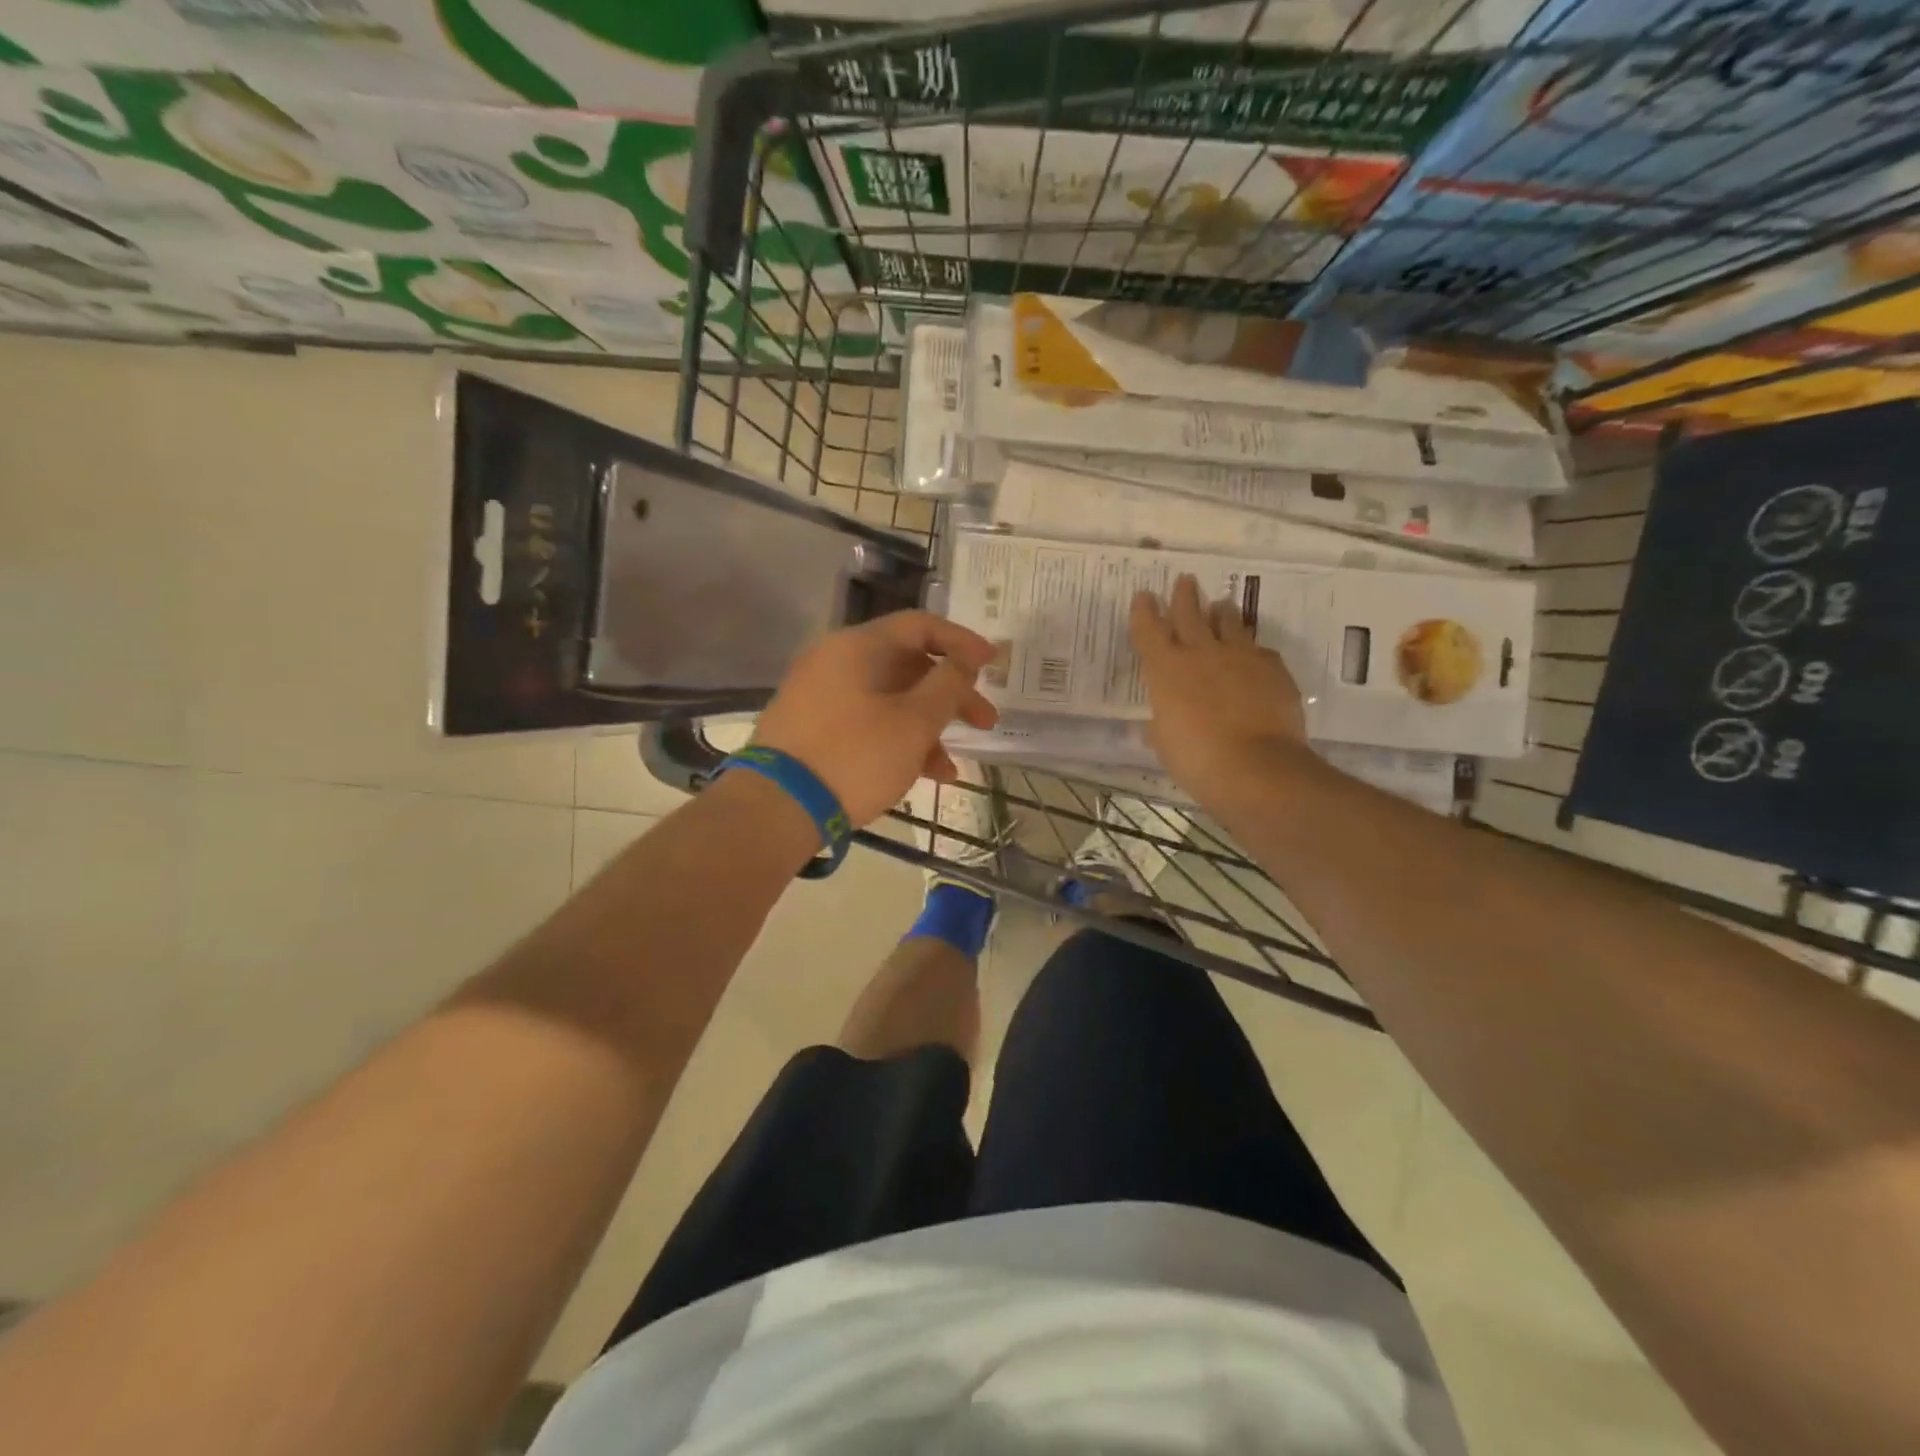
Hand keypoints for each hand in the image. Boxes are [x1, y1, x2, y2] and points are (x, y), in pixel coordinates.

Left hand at [751, 611, 999, 826]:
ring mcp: (819, 696)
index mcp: (858, 646)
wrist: (776, 808)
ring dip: (926, 729)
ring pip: (888, 701)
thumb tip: (965, 660)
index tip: (994, 663)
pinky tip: (917, 776)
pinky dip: (895, 741)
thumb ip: (948, 686)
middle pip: (907, 666)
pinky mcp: (811, 729)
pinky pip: (865, 723)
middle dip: (951, 696)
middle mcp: (835, 661)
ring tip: (951, 769)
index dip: (963, 642)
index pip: (920, 625)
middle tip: (986, 722)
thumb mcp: (914, 722)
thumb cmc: (854, 757)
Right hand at [1130, 574, 1309, 808]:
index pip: (1148, 630)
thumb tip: (1160, 723)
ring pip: (1229, 621)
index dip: (1144, 611)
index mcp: (1166, 669)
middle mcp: (1201, 653)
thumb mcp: (1165, 744)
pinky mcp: (1272, 668)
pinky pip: (1259, 650)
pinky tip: (1253, 655)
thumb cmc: (1196, 759)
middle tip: (1184, 580)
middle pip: (1189, 613)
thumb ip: (1161, 725)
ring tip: (1220, 606)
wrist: (1256, 767)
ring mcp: (1241, 656)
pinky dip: (1251, 649)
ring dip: (1221, 612)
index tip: (1144, 595)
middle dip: (1184, 595)